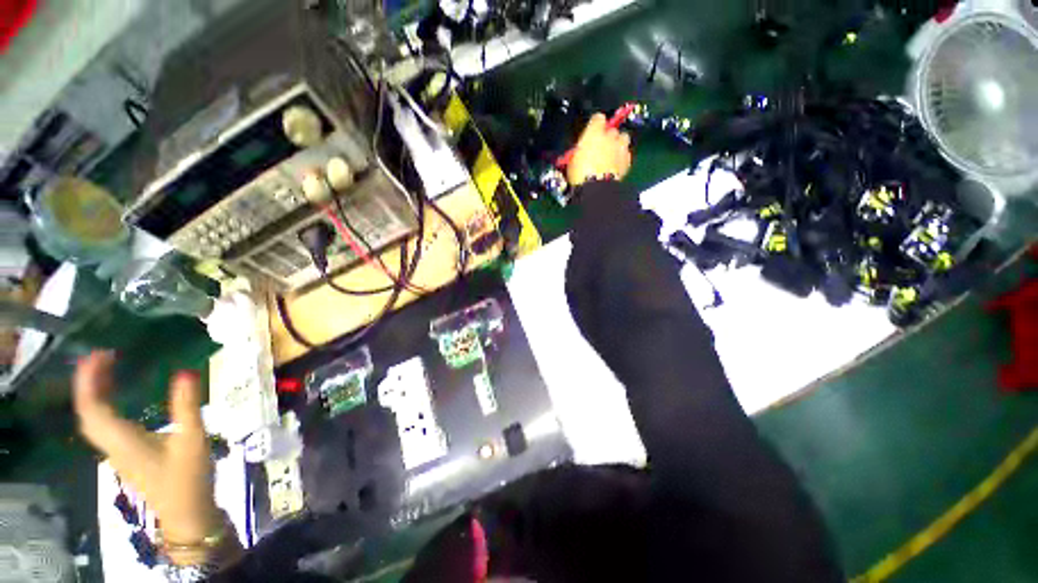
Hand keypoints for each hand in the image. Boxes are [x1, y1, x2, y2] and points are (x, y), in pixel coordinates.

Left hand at [74, 351, 220, 558]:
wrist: (187, 513)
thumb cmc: (188, 477)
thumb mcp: (193, 439)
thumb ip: (187, 406)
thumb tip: (186, 371)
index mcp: (122, 439)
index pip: (92, 407)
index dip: (89, 379)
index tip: (100, 354)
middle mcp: (111, 444)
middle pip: (87, 411)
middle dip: (89, 382)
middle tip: (104, 356)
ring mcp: (116, 451)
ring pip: (93, 419)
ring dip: (95, 393)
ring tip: (108, 370)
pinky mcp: (125, 455)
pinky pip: (104, 425)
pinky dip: (104, 405)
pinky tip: (119, 398)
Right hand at [566, 113, 632, 186]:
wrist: (596, 187)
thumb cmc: (579, 173)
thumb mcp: (572, 161)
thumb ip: (578, 152)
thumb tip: (579, 152)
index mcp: (594, 132)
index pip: (598, 118)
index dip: (595, 125)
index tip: (591, 133)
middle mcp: (610, 135)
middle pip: (612, 129)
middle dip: (608, 137)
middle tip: (601, 148)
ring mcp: (621, 146)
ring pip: (623, 138)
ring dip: (618, 143)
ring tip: (612, 154)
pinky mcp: (628, 159)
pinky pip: (626, 153)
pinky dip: (622, 157)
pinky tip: (616, 165)